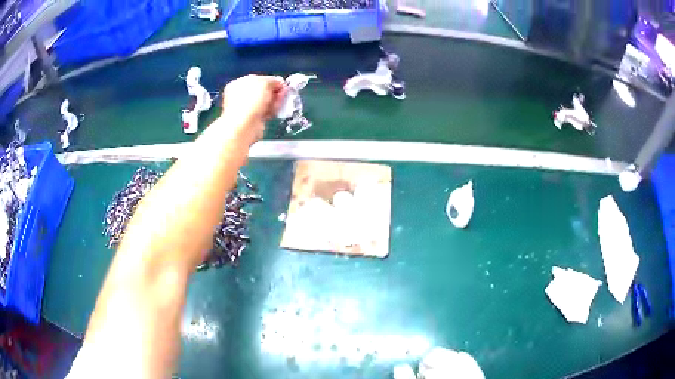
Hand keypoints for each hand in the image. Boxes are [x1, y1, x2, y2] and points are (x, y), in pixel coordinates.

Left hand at [220, 75, 286, 143]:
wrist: (244, 126)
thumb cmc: (250, 102)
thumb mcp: (265, 83)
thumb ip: (273, 81)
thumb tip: (279, 82)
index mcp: (239, 84)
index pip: (259, 79)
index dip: (272, 81)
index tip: (282, 84)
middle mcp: (241, 96)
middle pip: (263, 91)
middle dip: (275, 92)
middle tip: (283, 93)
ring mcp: (246, 109)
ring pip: (265, 102)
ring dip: (275, 101)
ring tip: (281, 103)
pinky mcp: (253, 120)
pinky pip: (266, 112)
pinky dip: (272, 111)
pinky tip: (276, 111)